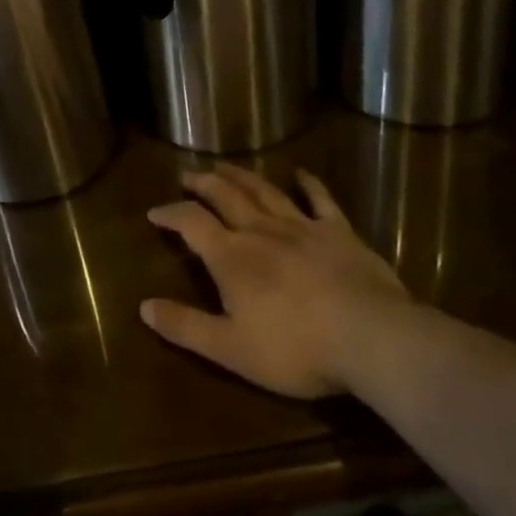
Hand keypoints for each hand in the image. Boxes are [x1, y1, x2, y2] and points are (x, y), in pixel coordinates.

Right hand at [140, 165, 409, 399]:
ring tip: (224, 166)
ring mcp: (302, 227)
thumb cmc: (295, 348)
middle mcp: (261, 231)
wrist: (371, 338)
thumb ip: (185, 327)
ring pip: (264, 191)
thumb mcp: (230, 349)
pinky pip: (321, 200)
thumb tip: (143, 306)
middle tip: (188, 175)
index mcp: (231, 257)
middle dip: (203, 183)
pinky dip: (309, 184)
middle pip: (225, 196)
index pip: (191, 223)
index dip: (170, 213)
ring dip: (241, 176)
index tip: (154, 212)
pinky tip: (302, 173)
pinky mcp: (339, 232)